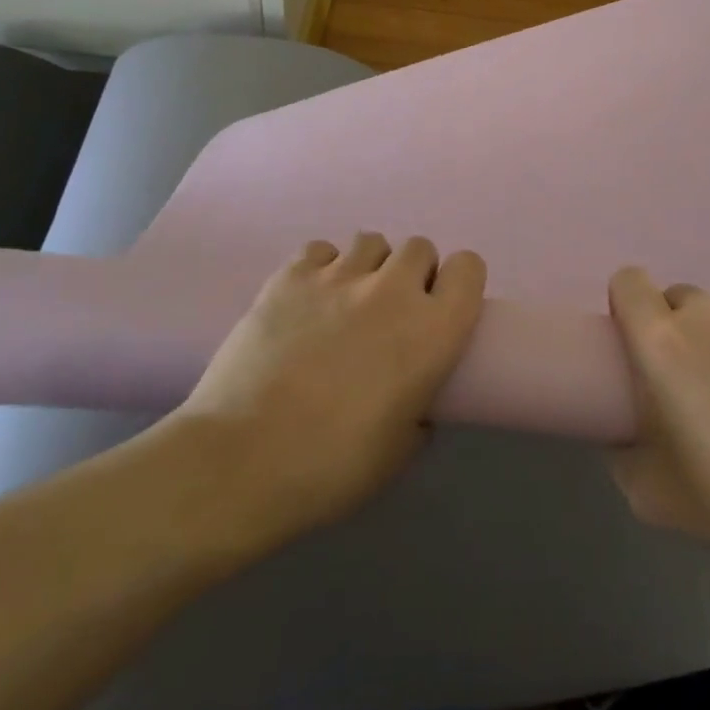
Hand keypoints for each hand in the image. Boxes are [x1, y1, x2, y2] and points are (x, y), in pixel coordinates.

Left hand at [166, 233, 485, 550]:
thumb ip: (421, 410)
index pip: (469, 267)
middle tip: (393, 311)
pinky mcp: (289, 277)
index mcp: (433, 330)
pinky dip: (322, 268)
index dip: (459, 283)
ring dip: (370, 266)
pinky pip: (320, 250)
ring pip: (371, 241)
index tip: (442, 308)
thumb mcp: (400, 451)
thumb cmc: (331, 467)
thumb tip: (415, 400)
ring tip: (349, 301)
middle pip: (419, 247)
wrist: (240, 461)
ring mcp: (338, 277)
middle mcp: (392, 291)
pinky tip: (308, 300)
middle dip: (413, 273)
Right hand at [605, 267, 709, 574]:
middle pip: (677, 298)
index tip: (637, 343)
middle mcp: (708, 311)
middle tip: (694, 381)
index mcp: (662, 342)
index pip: (628, 281)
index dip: (627, 306)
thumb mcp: (647, 492)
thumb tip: (623, 428)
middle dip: (677, 329)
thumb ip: (621, 448)